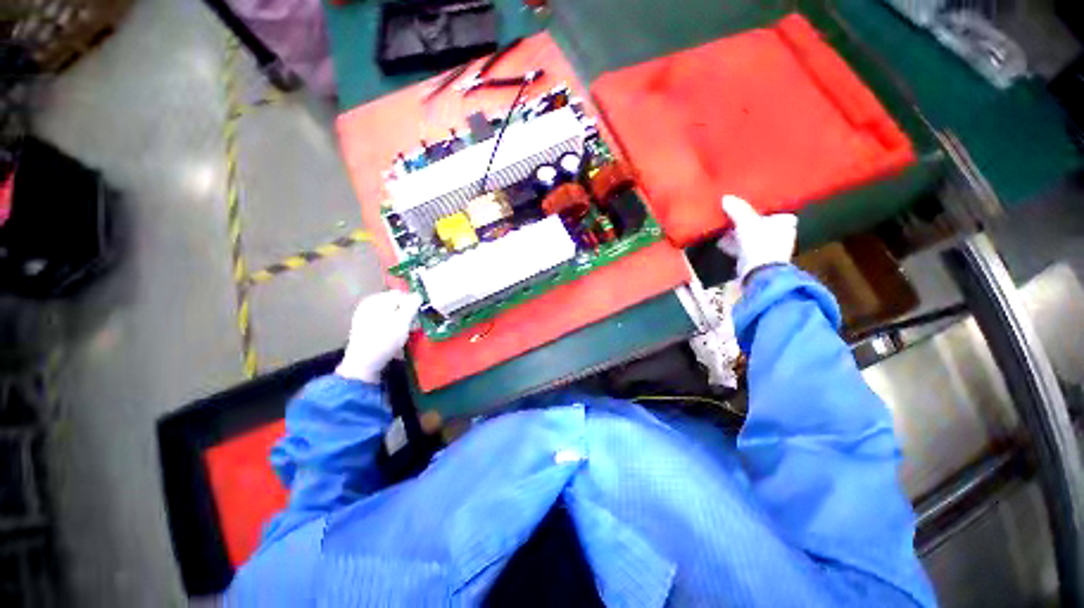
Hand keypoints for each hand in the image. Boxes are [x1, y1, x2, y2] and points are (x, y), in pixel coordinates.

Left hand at [336, 290, 423, 382]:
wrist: (363, 364)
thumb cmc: (384, 340)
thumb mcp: (402, 321)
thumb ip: (411, 305)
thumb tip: (418, 294)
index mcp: (376, 300)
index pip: (400, 295)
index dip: (412, 303)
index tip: (419, 315)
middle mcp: (368, 306)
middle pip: (394, 305)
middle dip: (406, 313)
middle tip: (413, 325)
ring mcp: (365, 318)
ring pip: (390, 315)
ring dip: (400, 322)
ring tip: (406, 333)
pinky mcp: (365, 330)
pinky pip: (384, 323)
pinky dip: (392, 328)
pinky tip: (396, 339)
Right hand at [717, 195, 796, 281]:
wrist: (758, 274)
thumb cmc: (760, 244)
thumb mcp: (747, 222)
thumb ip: (737, 209)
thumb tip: (726, 198)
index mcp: (784, 223)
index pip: (775, 211)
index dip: (762, 207)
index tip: (749, 204)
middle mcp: (779, 235)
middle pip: (759, 223)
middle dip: (745, 221)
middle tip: (730, 214)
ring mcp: (766, 249)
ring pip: (748, 236)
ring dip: (735, 233)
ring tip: (721, 227)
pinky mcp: (753, 260)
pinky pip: (741, 248)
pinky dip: (731, 244)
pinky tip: (720, 241)